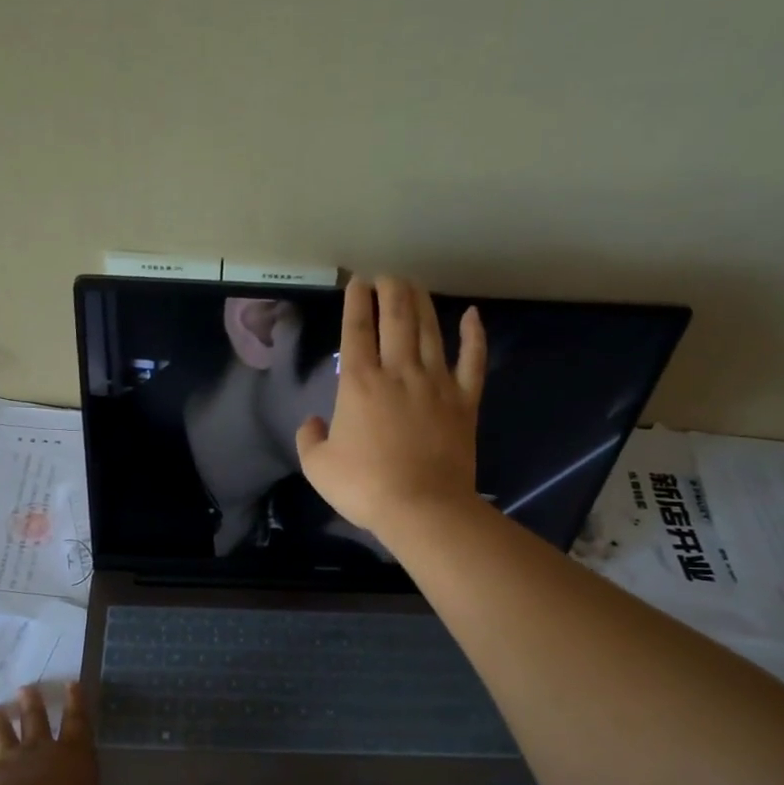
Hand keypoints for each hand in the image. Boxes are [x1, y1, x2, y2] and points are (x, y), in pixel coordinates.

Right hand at [296, 275, 485, 537]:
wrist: (422, 507)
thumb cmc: (364, 487)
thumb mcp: (318, 467)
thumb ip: (309, 439)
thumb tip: (313, 422)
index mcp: (359, 383)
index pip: (356, 330)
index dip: (356, 302)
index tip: (357, 282)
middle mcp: (398, 371)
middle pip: (396, 318)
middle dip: (390, 291)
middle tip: (386, 276)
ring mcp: (436, 383)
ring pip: (430, 330)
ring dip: (421, 302)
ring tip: (414, 284)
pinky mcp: (464, 401)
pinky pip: (473, 360)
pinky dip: (474, 336)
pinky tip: (472, 316)